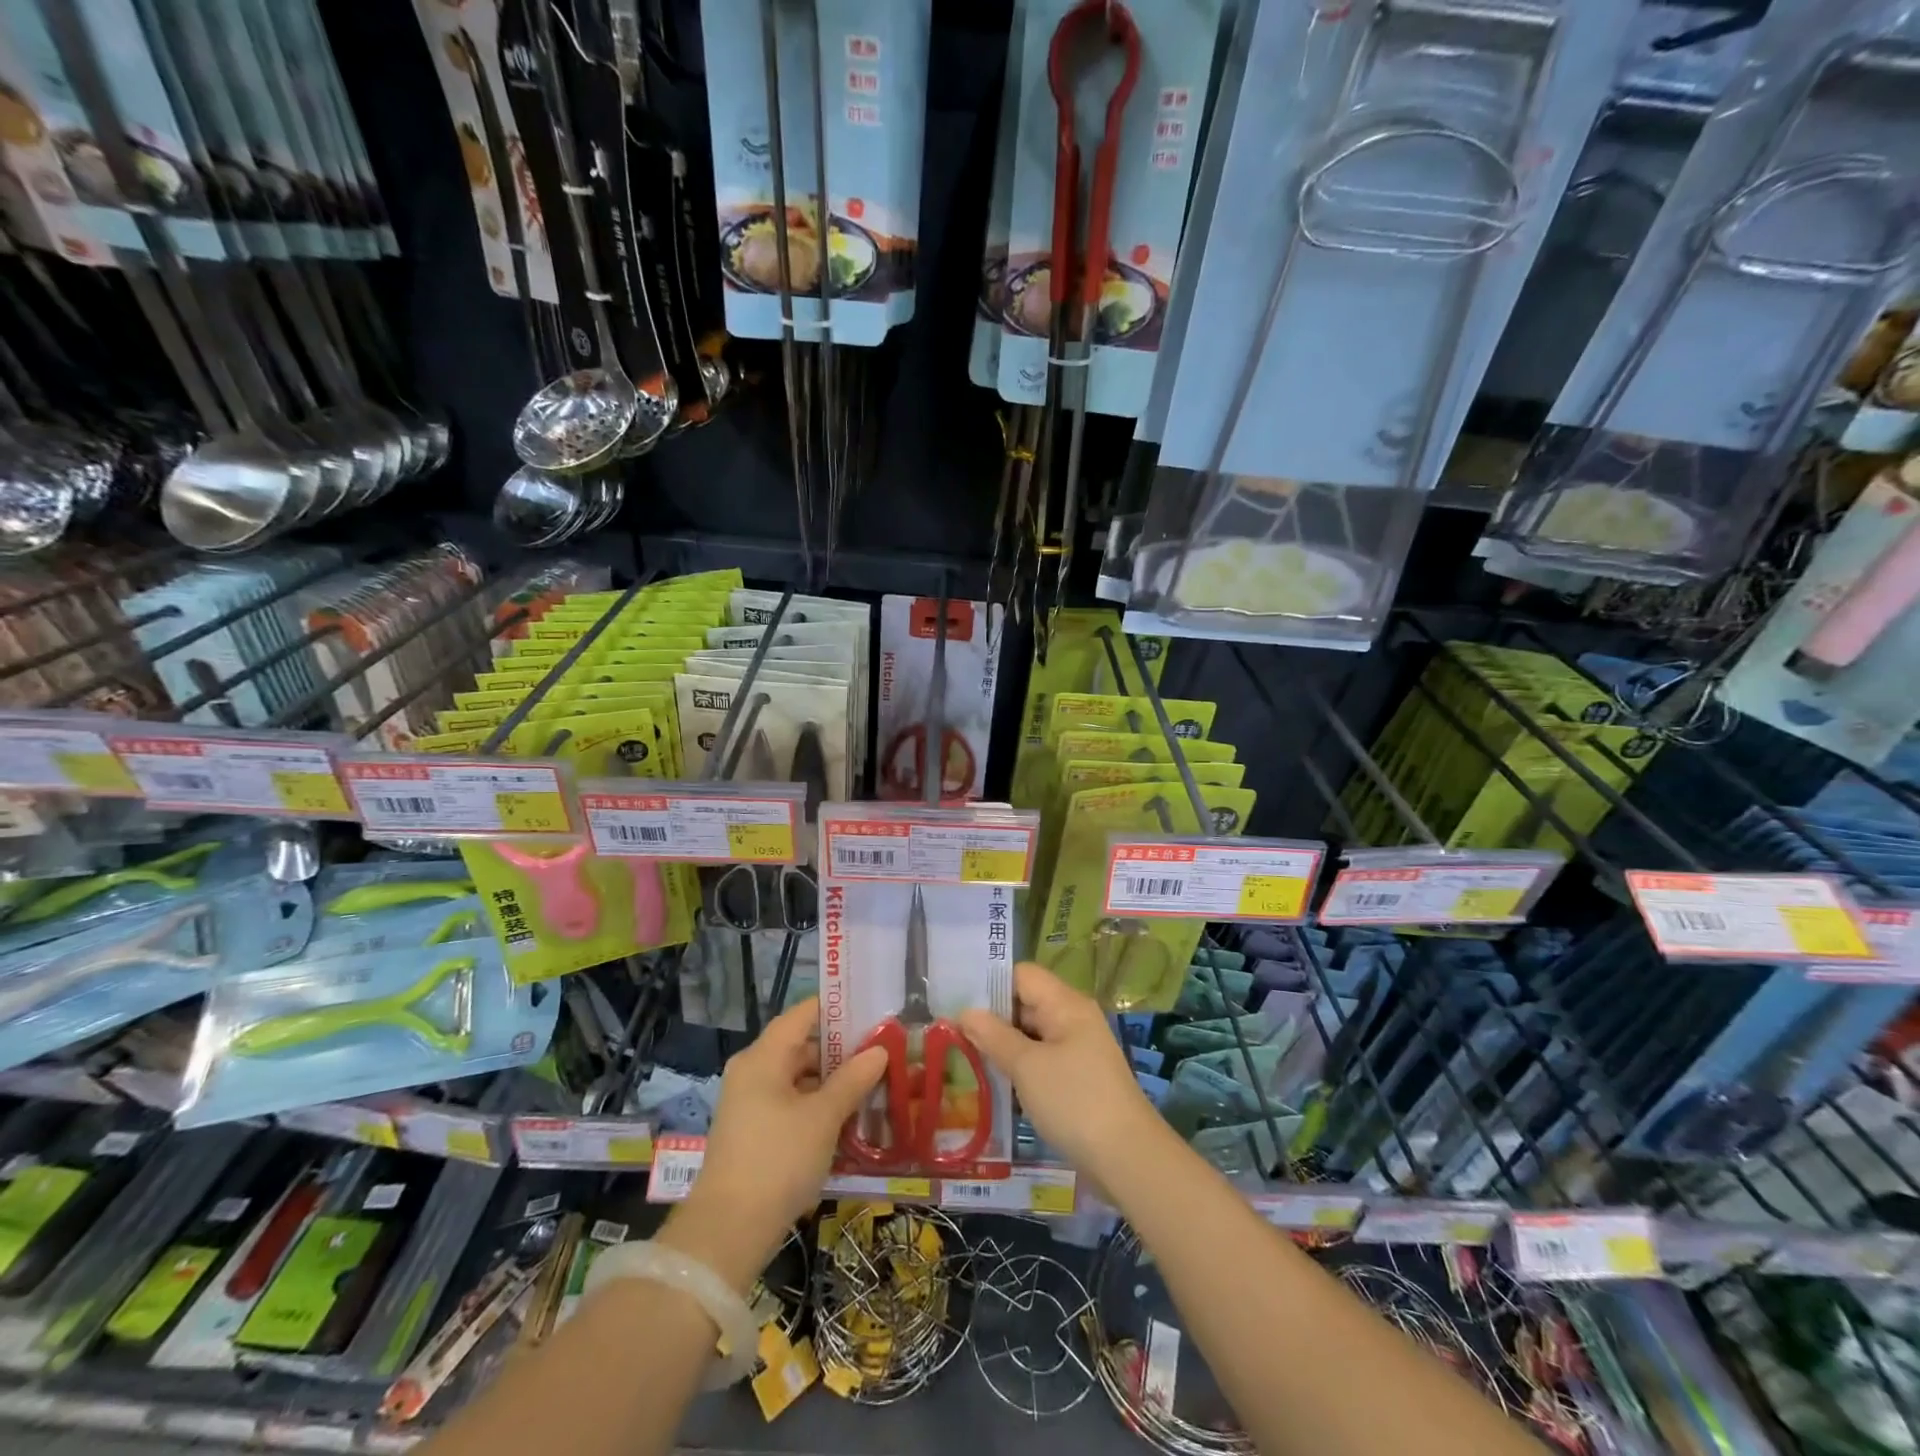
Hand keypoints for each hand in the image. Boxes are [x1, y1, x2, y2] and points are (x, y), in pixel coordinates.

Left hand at [658, 998, 885, 1289]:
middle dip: (843, 1051)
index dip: (839, 1009)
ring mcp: (751, 1103)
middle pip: (803, 1046)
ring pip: (800, 1078)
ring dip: (834, 1082)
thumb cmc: (778, 1161)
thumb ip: (853, 1079)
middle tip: (884, 1053)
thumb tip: (879, 1050)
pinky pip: (792, 1104)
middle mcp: (753, 1071)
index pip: (805, 1013)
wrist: (728, 1233)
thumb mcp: (824, 1118)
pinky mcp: (754, 1132)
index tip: (874, 1011)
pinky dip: (819, 1106)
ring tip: (875, 1086)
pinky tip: (850, 1119)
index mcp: (764, 1057)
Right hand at [960, 962, 1157, 1173]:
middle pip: (1025, 1003)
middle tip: (951, 1033)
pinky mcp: (1078, 1078)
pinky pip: (1041, 1060)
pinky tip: (995, 1083)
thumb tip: (965, 1012)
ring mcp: (1078, 1049)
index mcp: (1065, 1004)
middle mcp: (1073, 1019)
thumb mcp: (1027, 1067)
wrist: (1128, 1159)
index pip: (1021, 975)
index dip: (989, 984)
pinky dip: (1019, 1067)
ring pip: (1031, 1034)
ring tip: (964, 1057)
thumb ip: (993, 1036)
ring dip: (1003, 1045)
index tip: (956, 1002)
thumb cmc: (1074, 1101)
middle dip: (991, 1017)